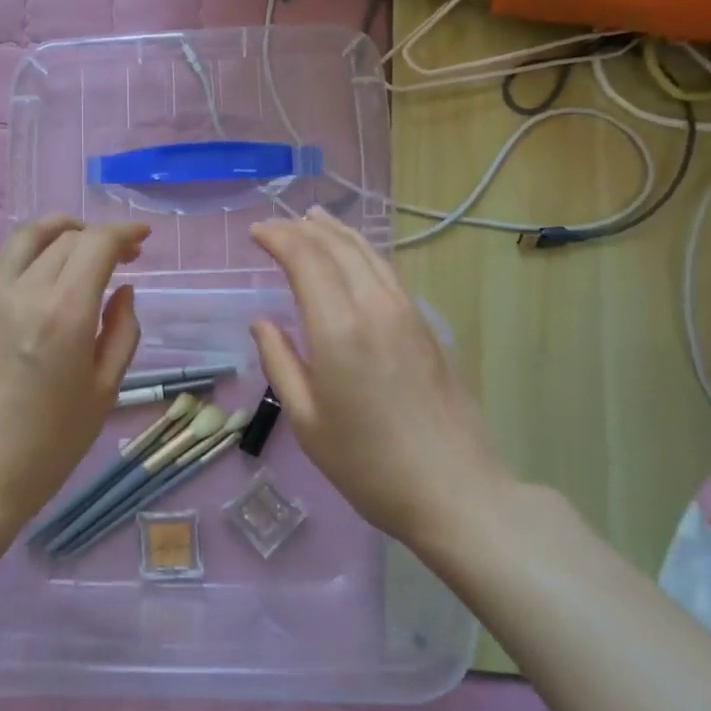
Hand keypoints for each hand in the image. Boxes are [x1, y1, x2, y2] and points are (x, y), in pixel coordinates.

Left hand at [0, 216, 147, 528]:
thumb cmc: (48, 446)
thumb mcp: (104, 392)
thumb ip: (122, 332)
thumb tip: (123, 291)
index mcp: (63, 312)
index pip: (97, 244)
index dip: (125, 233)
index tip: (142, 238)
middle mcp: (20, 290)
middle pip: (64, 237)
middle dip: (98, 236)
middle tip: (121, 255)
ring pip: (25, 238)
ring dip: (59, 233)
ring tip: (78, 248)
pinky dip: (28, 255)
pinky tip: (38, 278)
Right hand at [248, 207, 515, 548]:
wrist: (454, 490)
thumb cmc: (367, 464)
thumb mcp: (307, 420)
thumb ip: (280, 362)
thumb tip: (262, 322)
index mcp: (338, 329)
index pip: (306, 259)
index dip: (278, 238)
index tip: (255, 232)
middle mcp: (374, 307)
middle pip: (337, 248)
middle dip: (303, 229)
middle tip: (277, 224)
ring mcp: (407, 314)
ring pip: (368, 254)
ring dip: (336, 233)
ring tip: (313, 221)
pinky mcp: (427, 327)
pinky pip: (387, 273)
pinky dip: (362, 253)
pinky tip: (354, 259)